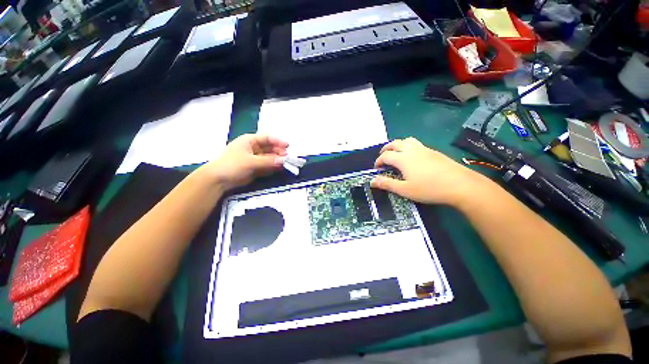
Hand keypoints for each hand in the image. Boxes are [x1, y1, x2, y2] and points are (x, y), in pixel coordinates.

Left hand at [202, 134, 288, 189]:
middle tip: (287, 158)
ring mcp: (255, 158)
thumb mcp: (250, 162)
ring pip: (269, 157)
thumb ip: (268, 161)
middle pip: (270, 148)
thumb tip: (283, 161)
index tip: (288, 146)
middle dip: (279, 152)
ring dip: (277, 160)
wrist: (218, 180)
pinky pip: (267, 165)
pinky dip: (273, 167)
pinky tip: (279, 168)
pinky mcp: (255, 168)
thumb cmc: (232, 165)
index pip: (267, 138)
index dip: (278, 141)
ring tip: (285, 164)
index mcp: (250, 141)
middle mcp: (253, 148)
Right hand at [371, 137, 490, 205]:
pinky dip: (408, 147)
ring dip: (398, 145)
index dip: (378, 161)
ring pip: (407, 140)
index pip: (386, 155)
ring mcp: (424, 149)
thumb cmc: (429, 189)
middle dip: (386, 149)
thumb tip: (372, 181)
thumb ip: (387, 184)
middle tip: (382, 157)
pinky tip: (412, 158)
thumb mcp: (405, 190)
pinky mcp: (434, 151)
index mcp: (403, 159)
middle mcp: (412, 150)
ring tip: (396, 154)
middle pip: (395, 143)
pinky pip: (416, 144)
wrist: (460, 185)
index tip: (377, 168)